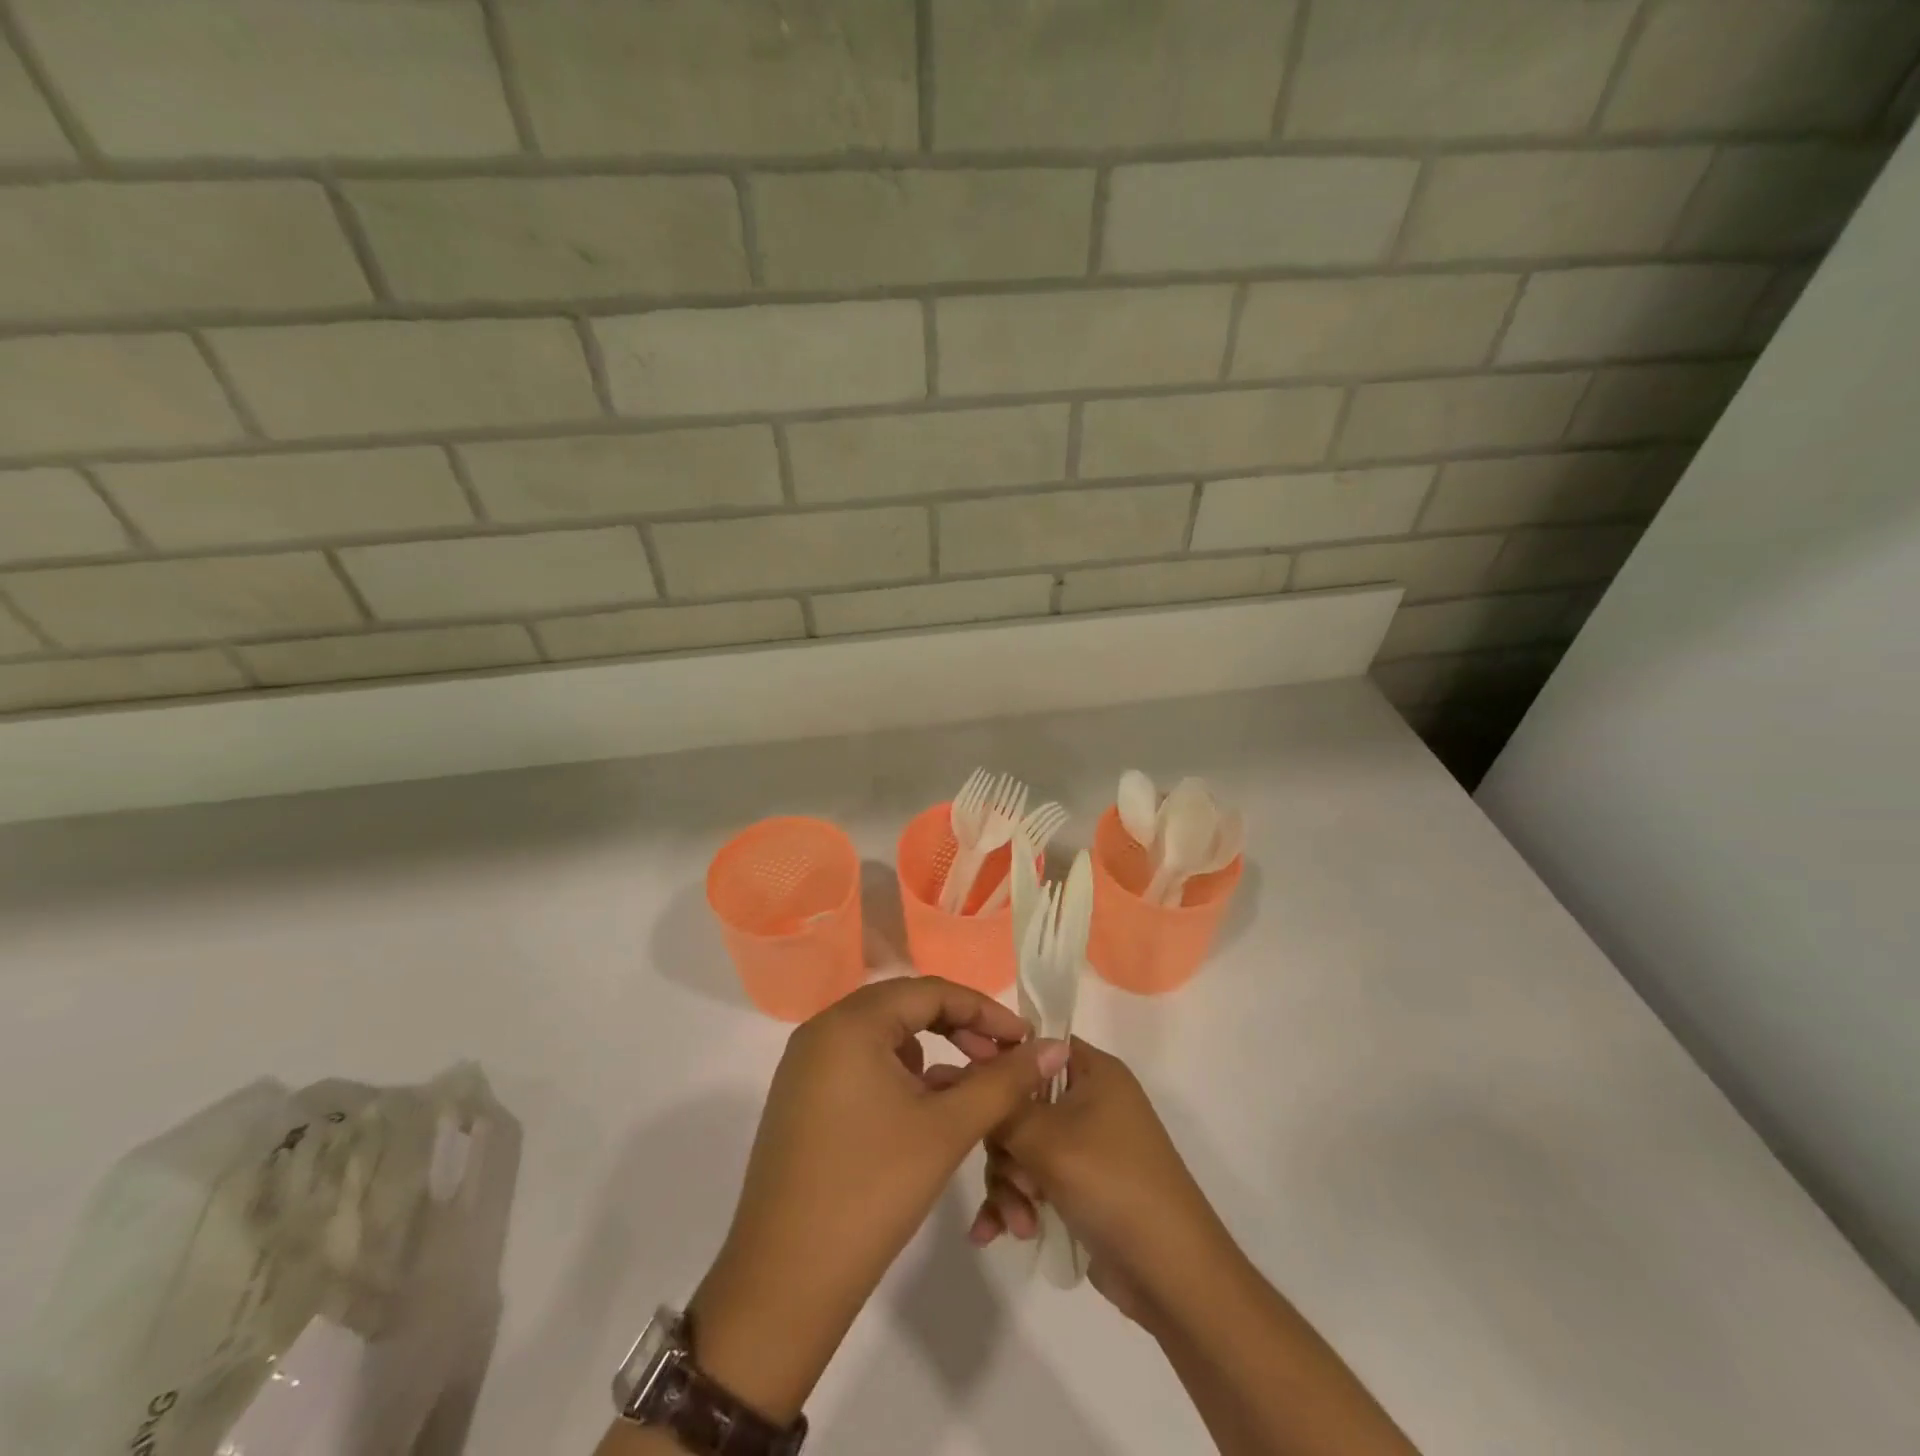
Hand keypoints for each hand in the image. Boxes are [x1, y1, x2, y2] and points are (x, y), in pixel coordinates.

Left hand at [690, 977, 1068, 1419]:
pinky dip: (899, 1075)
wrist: (784, 1283)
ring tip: (968, 1089)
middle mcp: (822, 1030)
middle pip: (905, 1008)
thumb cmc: (872, 1192)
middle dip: (959, 1029)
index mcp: (850, 1023)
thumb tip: (1056, 1047)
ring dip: (931, 1052)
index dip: (985, 1012)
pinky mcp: (801, 1098)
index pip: (931, 992)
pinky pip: (861, 1064)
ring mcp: (805, 1065)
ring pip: (883, 1037)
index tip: (1026, 1042)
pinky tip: (924, 1110)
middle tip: (1001, 1062)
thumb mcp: (947, 1129)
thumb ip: (1004, 1082)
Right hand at [970, 1038, 1233, 1328]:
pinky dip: (1015, 1203)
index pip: (1034, 1046)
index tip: (965, 1091)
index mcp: (1093, 1071)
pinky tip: (994, 1234)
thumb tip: (960, 1068)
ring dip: (1009, 1185)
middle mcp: (1088, 1099)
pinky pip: (1030, 1180)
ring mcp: (1084, 1145)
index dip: (998, 1063)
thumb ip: (1000, 1104)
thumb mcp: (1047, 1140)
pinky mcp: (1078, 1185)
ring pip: (1020, 1146)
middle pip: (1019, 1102)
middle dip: (1004, 1148)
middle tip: (1014, 1178)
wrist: (1172, 1276)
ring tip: (1017, 1223)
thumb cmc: (1112, 1185)